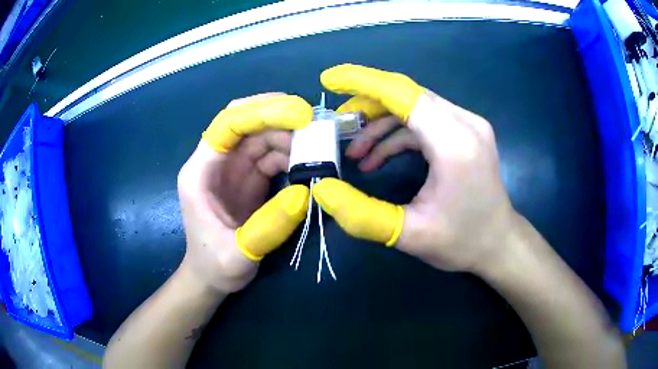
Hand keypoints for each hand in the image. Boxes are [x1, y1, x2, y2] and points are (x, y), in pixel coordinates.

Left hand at [177, 93, 311, 292]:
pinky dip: (291, 154)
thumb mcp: (238, 254)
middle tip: (316, 125)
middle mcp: (215, 162)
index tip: (300, 114)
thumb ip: (269, 226)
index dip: (262, 112)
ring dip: (290, 136)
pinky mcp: (248, 177)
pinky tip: (308, 164)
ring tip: (318, 148)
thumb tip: (304, 193)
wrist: (211, 277)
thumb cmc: (215, 266)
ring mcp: (232, 168)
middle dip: (280, 117)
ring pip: (261, 135)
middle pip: (247, 122)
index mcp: (200, 172)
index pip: (228, 124)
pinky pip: (270, 154)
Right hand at [313, 64, 517, 272]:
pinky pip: (426, 121)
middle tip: (338, 127)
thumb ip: (362, 214)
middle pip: (407, 95)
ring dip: (382, 123)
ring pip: (415, 106)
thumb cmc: (462, 241)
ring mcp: (469, 125)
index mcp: (455, 143)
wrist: (499, 243)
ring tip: (356, 153)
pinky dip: (399, 133)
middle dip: (367, 105)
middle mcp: (465, 123)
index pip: (403, 94)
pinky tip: (380, 158)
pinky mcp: (466, 132)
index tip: (329, 79)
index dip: (363, 82)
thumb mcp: (410, 235)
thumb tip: (322, 189)